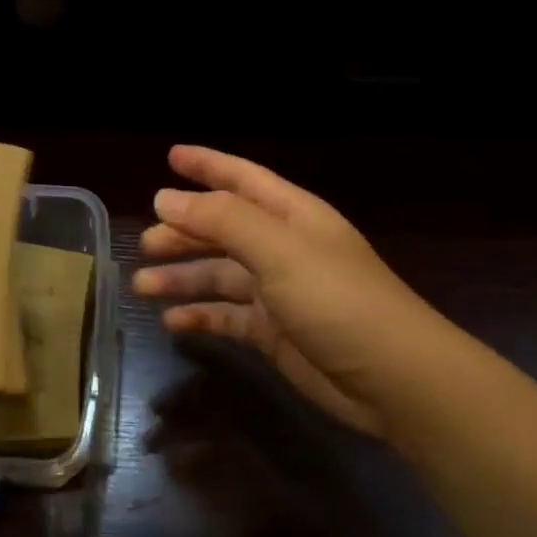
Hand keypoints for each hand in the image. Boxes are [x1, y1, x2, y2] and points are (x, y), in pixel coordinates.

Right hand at [131, 145, 444, 441]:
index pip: (241, 179)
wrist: (395, 380)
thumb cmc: (338, 300)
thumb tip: (163, 198)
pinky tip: (172, 323)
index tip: (169, 156)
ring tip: (142, 286)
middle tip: (144, 244)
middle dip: (182, 232)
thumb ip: (220, 220)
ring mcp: (278, 292)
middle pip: (222, 230)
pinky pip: (226, 316)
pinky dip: (200, 317)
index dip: (207, 165)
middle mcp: (283, 248)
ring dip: (181, 277)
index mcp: (291, 215)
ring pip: (218, 275)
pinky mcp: (274, 332)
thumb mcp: (278, 249)